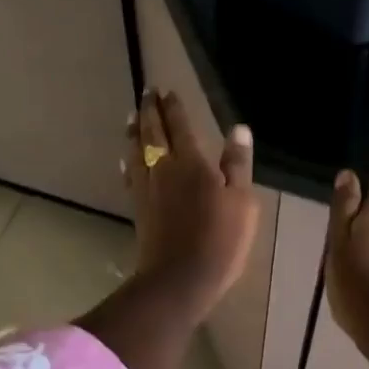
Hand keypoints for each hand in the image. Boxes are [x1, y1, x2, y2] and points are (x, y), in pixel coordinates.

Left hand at [123, 88, 260, 323]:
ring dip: (134, 131)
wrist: (179, 278)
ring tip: (131, 117)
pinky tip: (126, 159)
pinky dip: (128, 159)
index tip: (166, 90)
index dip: (172, 107)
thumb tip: (239, 129)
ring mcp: (147, 188)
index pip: (179, 126)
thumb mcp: (242, 201)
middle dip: (149, 111)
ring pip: (136, 151)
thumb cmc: (219, 239)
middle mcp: (163, 168)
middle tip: (146, 93)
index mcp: (191, 162)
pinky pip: (130, 174)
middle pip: (152, 133)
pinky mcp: (138, 208)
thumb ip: (237, 164)